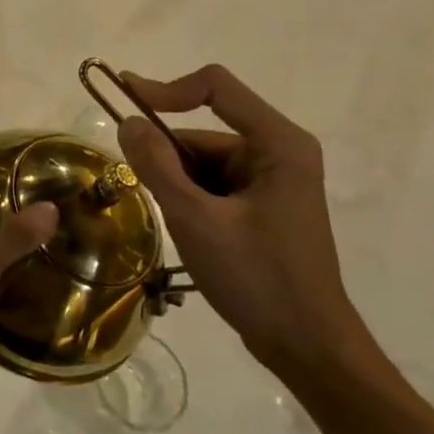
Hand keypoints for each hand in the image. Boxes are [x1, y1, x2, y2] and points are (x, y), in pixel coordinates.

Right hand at [115, 65, 368, 381]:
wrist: (308, 347)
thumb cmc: (257, 278)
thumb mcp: (196, 219)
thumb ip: (157, 166)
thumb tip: (128, 122)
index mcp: (278, 143)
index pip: (215, 86)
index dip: (166, 89)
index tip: (125, 105)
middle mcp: (280, 151)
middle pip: (204, 130)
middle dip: (169, 159)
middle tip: (149, 196)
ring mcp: (274, 180)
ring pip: (203, 161)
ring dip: (179, 185)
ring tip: (180, 226)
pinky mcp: (264, 205)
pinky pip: (214, 184)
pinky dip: (191, 199)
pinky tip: (191, 233)